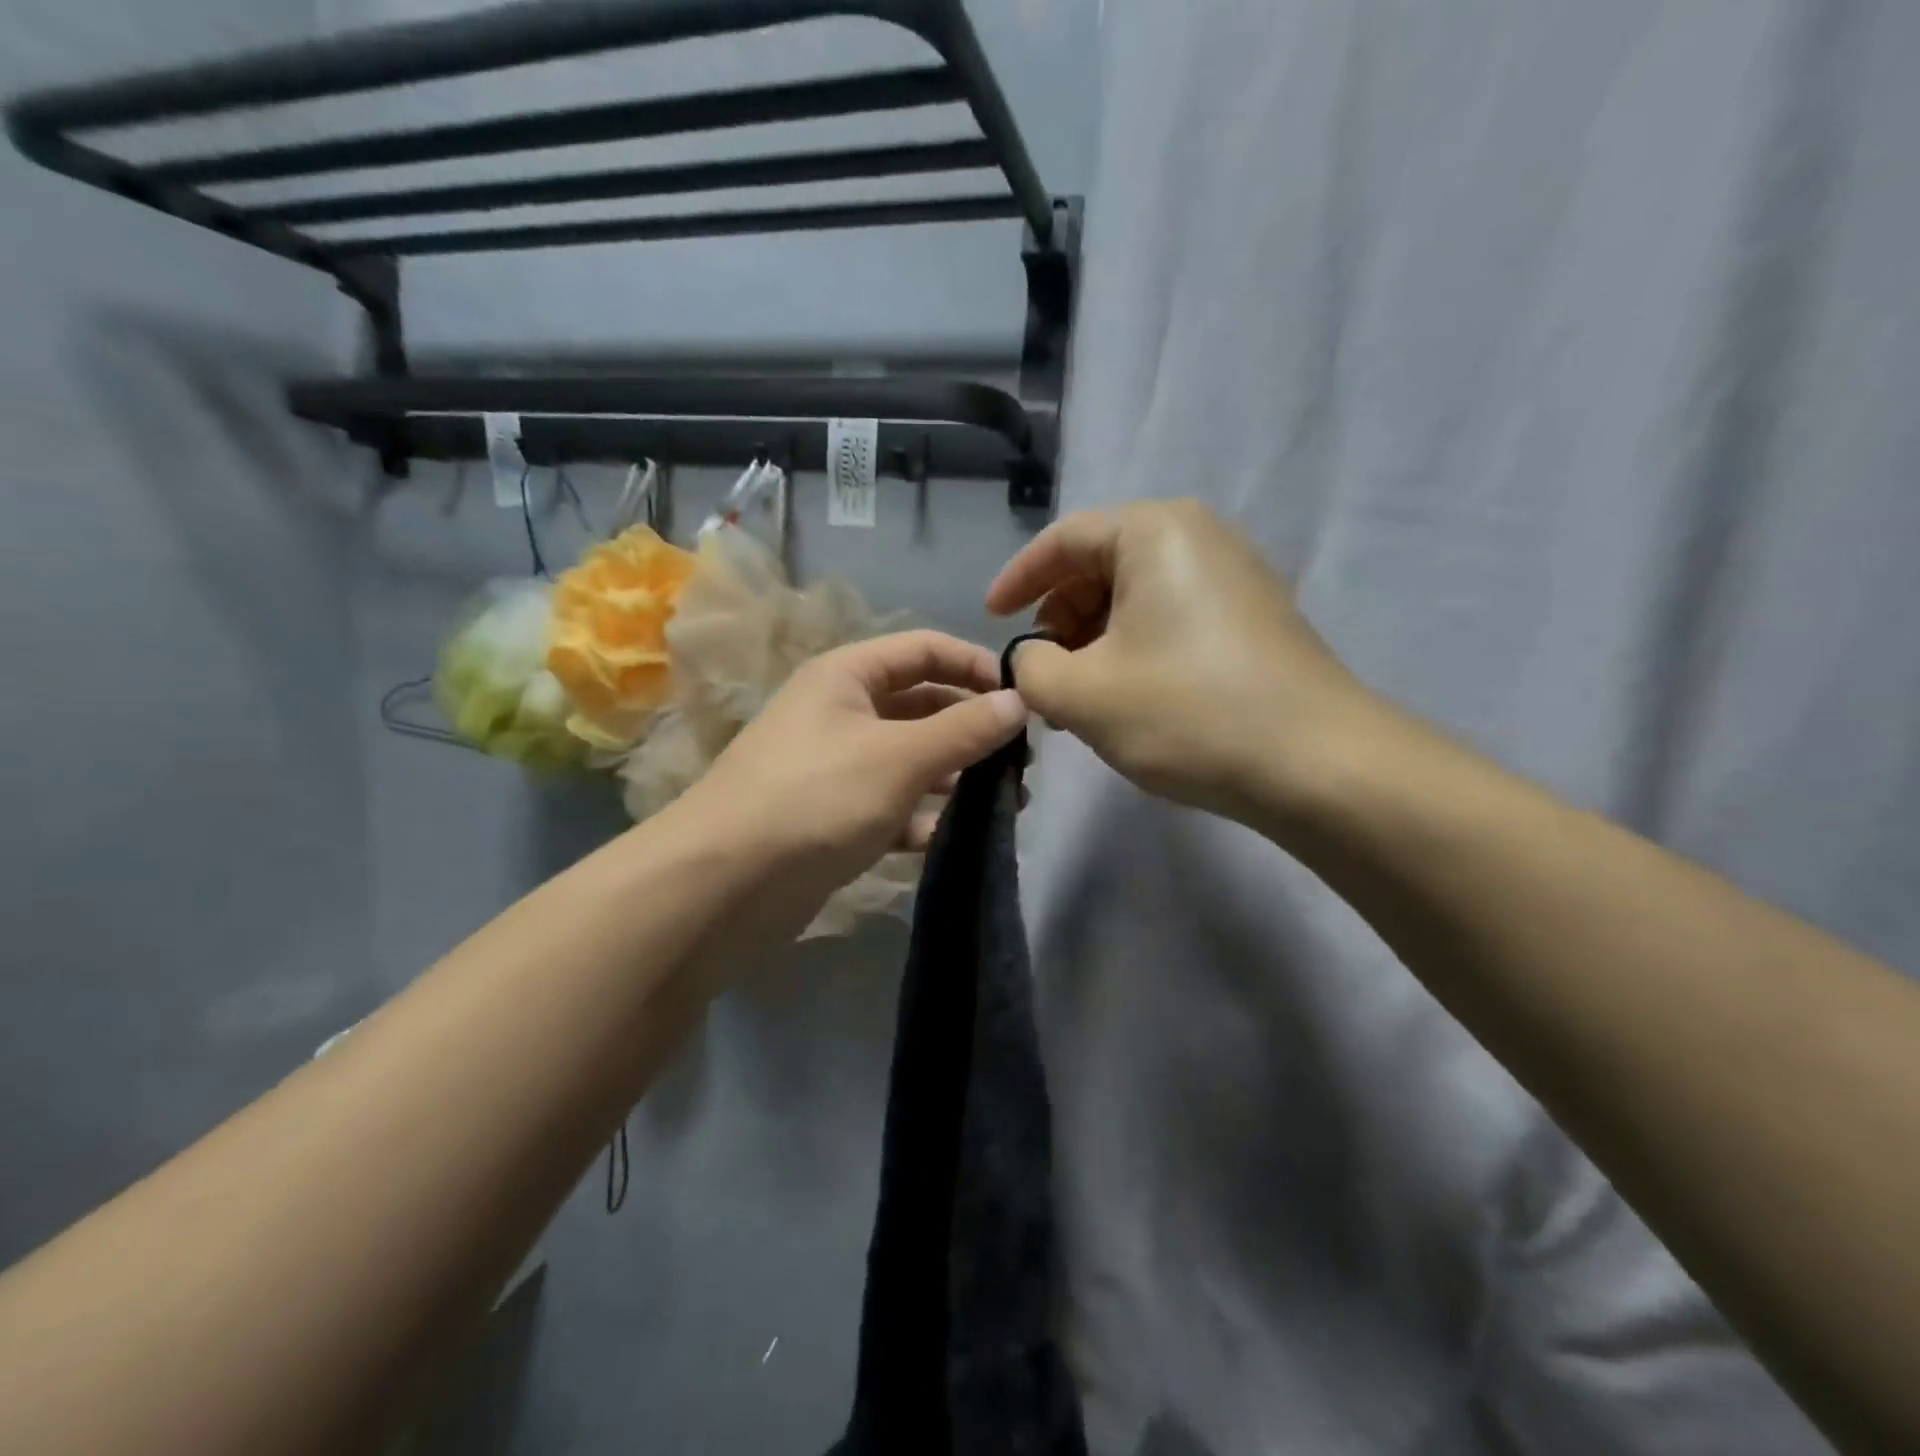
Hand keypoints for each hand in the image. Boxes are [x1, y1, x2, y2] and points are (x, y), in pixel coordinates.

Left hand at [681, 629, 1027, 901]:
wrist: (722, 885)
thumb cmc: (816, 797)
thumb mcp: (900, 756)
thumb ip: (964, 729)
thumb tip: (1020, 702)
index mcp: (847, 676)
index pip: (924, 649)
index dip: (975, 665)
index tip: (1022, 699)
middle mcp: (840, 713)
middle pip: (921, 705)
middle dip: (971, 728)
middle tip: (1021, 762)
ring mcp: (836, 767)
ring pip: (911, 759)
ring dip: (956, 776)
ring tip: (1006, 803)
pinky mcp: (834, 817)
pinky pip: (892, 805)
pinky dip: (924, 817)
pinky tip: (957, 836)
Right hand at [987, 501, 1381, 821]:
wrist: (1317, 765)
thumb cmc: (1186, 712)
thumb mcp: (1081, 693)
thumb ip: (1031, 667)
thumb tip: (1033, 659)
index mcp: (1155, 531)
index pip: (1064, 539)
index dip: (1018, 579)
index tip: (992, 620)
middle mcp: (1200, 537)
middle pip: (1101, 566)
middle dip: (1060, 619)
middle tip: (1043, 676)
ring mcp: (1235, 578)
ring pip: (1136, 599)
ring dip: (1095, 643)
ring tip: (1081, 699)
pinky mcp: (1254, 620)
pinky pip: (1172, 620)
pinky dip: (1135, 651)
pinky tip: (1128, 700)